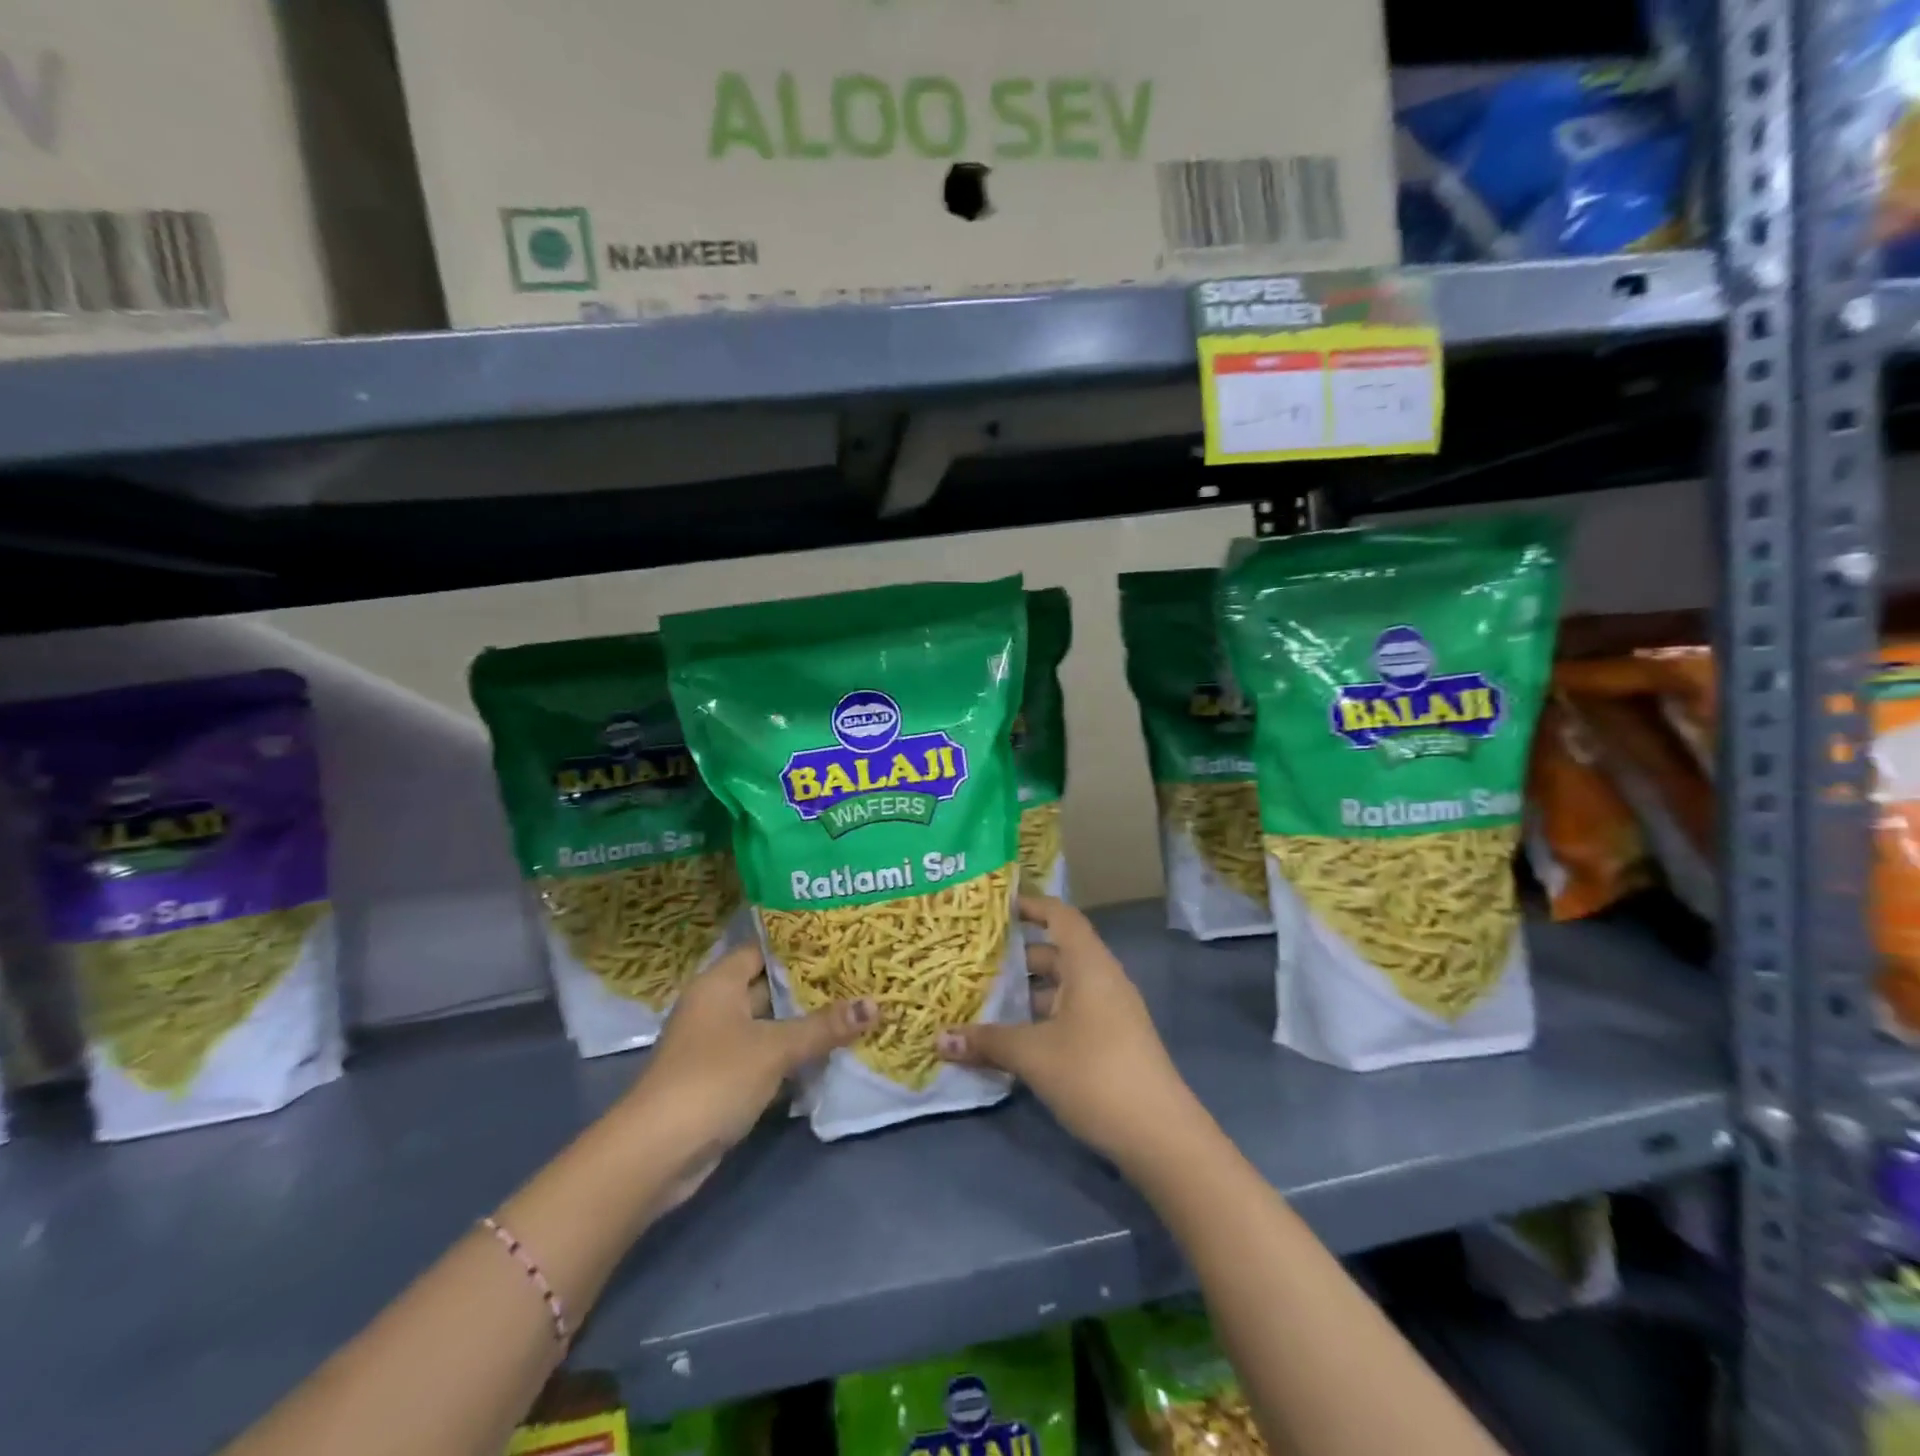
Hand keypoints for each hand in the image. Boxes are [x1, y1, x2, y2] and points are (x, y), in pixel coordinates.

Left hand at [626, 944, 873, 1193]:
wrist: (656, 1154)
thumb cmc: (713, 1080)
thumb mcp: (774, 1049)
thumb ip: (823, 1027)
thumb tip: (875, 1004)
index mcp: (719, 984)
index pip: (762, 950)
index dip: (799, 946)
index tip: (840, 942)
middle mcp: (716, 1008)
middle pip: (768, 987)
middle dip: (810, 987)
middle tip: (858, 977)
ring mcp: (718, 1047)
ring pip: (770, 1026)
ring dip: (804, 1026)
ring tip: (854, 1011)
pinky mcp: (723, 1081)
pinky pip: (765, 1058)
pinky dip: (791, 1058)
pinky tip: (829, 1056)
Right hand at [936, 896, 1200, 1163]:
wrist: (1160, 1135)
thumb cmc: (1095, 1074)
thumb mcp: (1033, 1055)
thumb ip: (987, 1042)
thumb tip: (939, 1039)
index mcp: (1089, 964)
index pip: (1060, 916)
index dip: (1032, 906)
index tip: (996, 907)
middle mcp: (1102, 979)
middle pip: (1057, 953)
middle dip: (1017, 957)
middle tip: (975, 960)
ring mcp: (1110, 1012)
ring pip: (1062, 988)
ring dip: (1028, 993)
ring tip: (984, 999)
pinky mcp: (1112, 1041)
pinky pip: (1071, 1013)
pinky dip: (1042, 1017)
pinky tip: (1014, 1038)